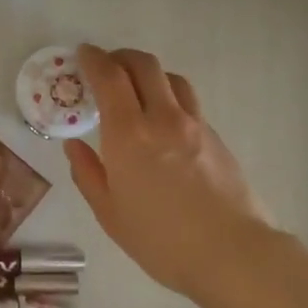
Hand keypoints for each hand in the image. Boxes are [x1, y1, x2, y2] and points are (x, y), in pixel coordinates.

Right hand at [65, 45, 274, 297]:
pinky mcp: (216, 137)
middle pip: (143, 65)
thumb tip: (75, 146)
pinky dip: (169, 98)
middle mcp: (162, 117)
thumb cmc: (161, 239)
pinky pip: (188, 102)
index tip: (82, 54)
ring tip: (137, 90)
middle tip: (106, 67)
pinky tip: (164, 123)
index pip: (109, 76)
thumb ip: (88, 173)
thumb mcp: (110, 213)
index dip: (93, 59)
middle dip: (120, 57)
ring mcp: (194, 124)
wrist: (232, 253)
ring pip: (171, 78)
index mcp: (128, 134)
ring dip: (148, 73)